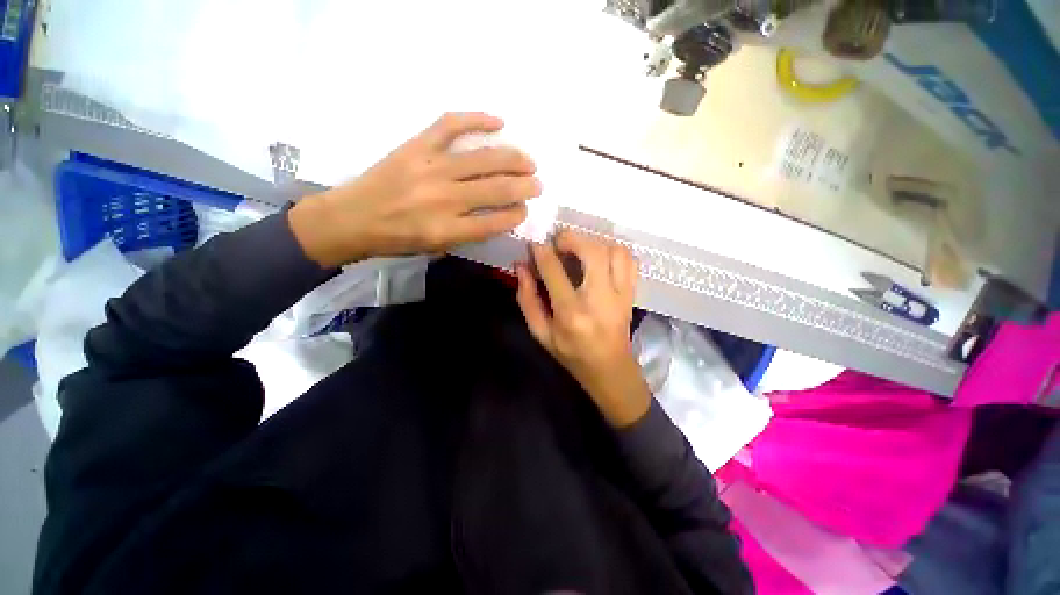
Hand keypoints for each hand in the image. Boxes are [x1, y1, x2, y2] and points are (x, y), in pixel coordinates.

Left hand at [289, 112, 541, 267]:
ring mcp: (431, 168)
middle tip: (538, 184)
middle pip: (496, 189)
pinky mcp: (417, 146)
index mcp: (447, 230)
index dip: (516, 215)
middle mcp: (444, 199)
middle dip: (524, 186)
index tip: (525, 210)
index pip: (495, 222)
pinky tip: (498, 122)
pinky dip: (476, 119)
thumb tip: (497, 216)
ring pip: (483, 159)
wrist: (353, 218)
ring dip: (513, 159)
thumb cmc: (397, 240)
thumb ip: (468, 233)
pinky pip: (451, 125)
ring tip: (529, 162)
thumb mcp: (436, 248)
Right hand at [515, 231, 650, 427]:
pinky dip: (613, 250)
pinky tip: (599, 257)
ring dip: (594, 242)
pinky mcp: (631, 292)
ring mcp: (620, 294)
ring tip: (579, 249)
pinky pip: (629, 260)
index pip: (554, 270)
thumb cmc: (571, 353)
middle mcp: (599, 299)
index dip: (541, 252)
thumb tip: (521, 266)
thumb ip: (527, 299)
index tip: (535, 244)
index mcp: (571, 312)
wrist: (609, 368)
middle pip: (591, 252)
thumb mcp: (540, 332)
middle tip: (559, 241)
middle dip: (572, 238)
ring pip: (614, 251)